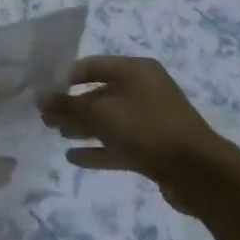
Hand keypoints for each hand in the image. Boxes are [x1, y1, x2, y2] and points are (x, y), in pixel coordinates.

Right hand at [40, 56, 234, 215]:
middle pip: (99, 93)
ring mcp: (149, 120)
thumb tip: (40, 98)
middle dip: (71, 105)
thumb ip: (69, 106)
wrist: (199, 173)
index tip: (41, 92)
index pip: (92, 66)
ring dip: (82, 127)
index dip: (65, 77)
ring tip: (56, 135)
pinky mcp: (152, 147)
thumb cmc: (148, 130)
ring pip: (108, 120)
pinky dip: (97, 149)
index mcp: (135, 70)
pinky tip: (73, 158)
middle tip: (44, 118)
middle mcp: (143, 89)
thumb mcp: (103, 114)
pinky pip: (118, 143)